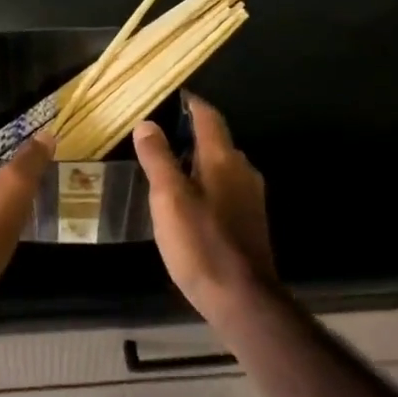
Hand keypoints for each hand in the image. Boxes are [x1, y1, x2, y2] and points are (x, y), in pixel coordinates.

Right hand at [133, 95, 276, 319]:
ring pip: (222, 166)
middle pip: (217, 141)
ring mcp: (250, 197)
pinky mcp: (249, 221)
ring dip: (197, 160)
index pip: (208, 118)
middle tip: (159, 137)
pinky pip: (226, 188)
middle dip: (190, 133)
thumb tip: (146, 124)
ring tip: (167, 167)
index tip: (171, 98)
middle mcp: (243, 171)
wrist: (241, 298)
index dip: (191, 105)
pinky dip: (205, 183)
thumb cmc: (200, 243)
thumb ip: (158, 159)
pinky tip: (187, 201)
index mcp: (224, 160)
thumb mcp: (168, 198)